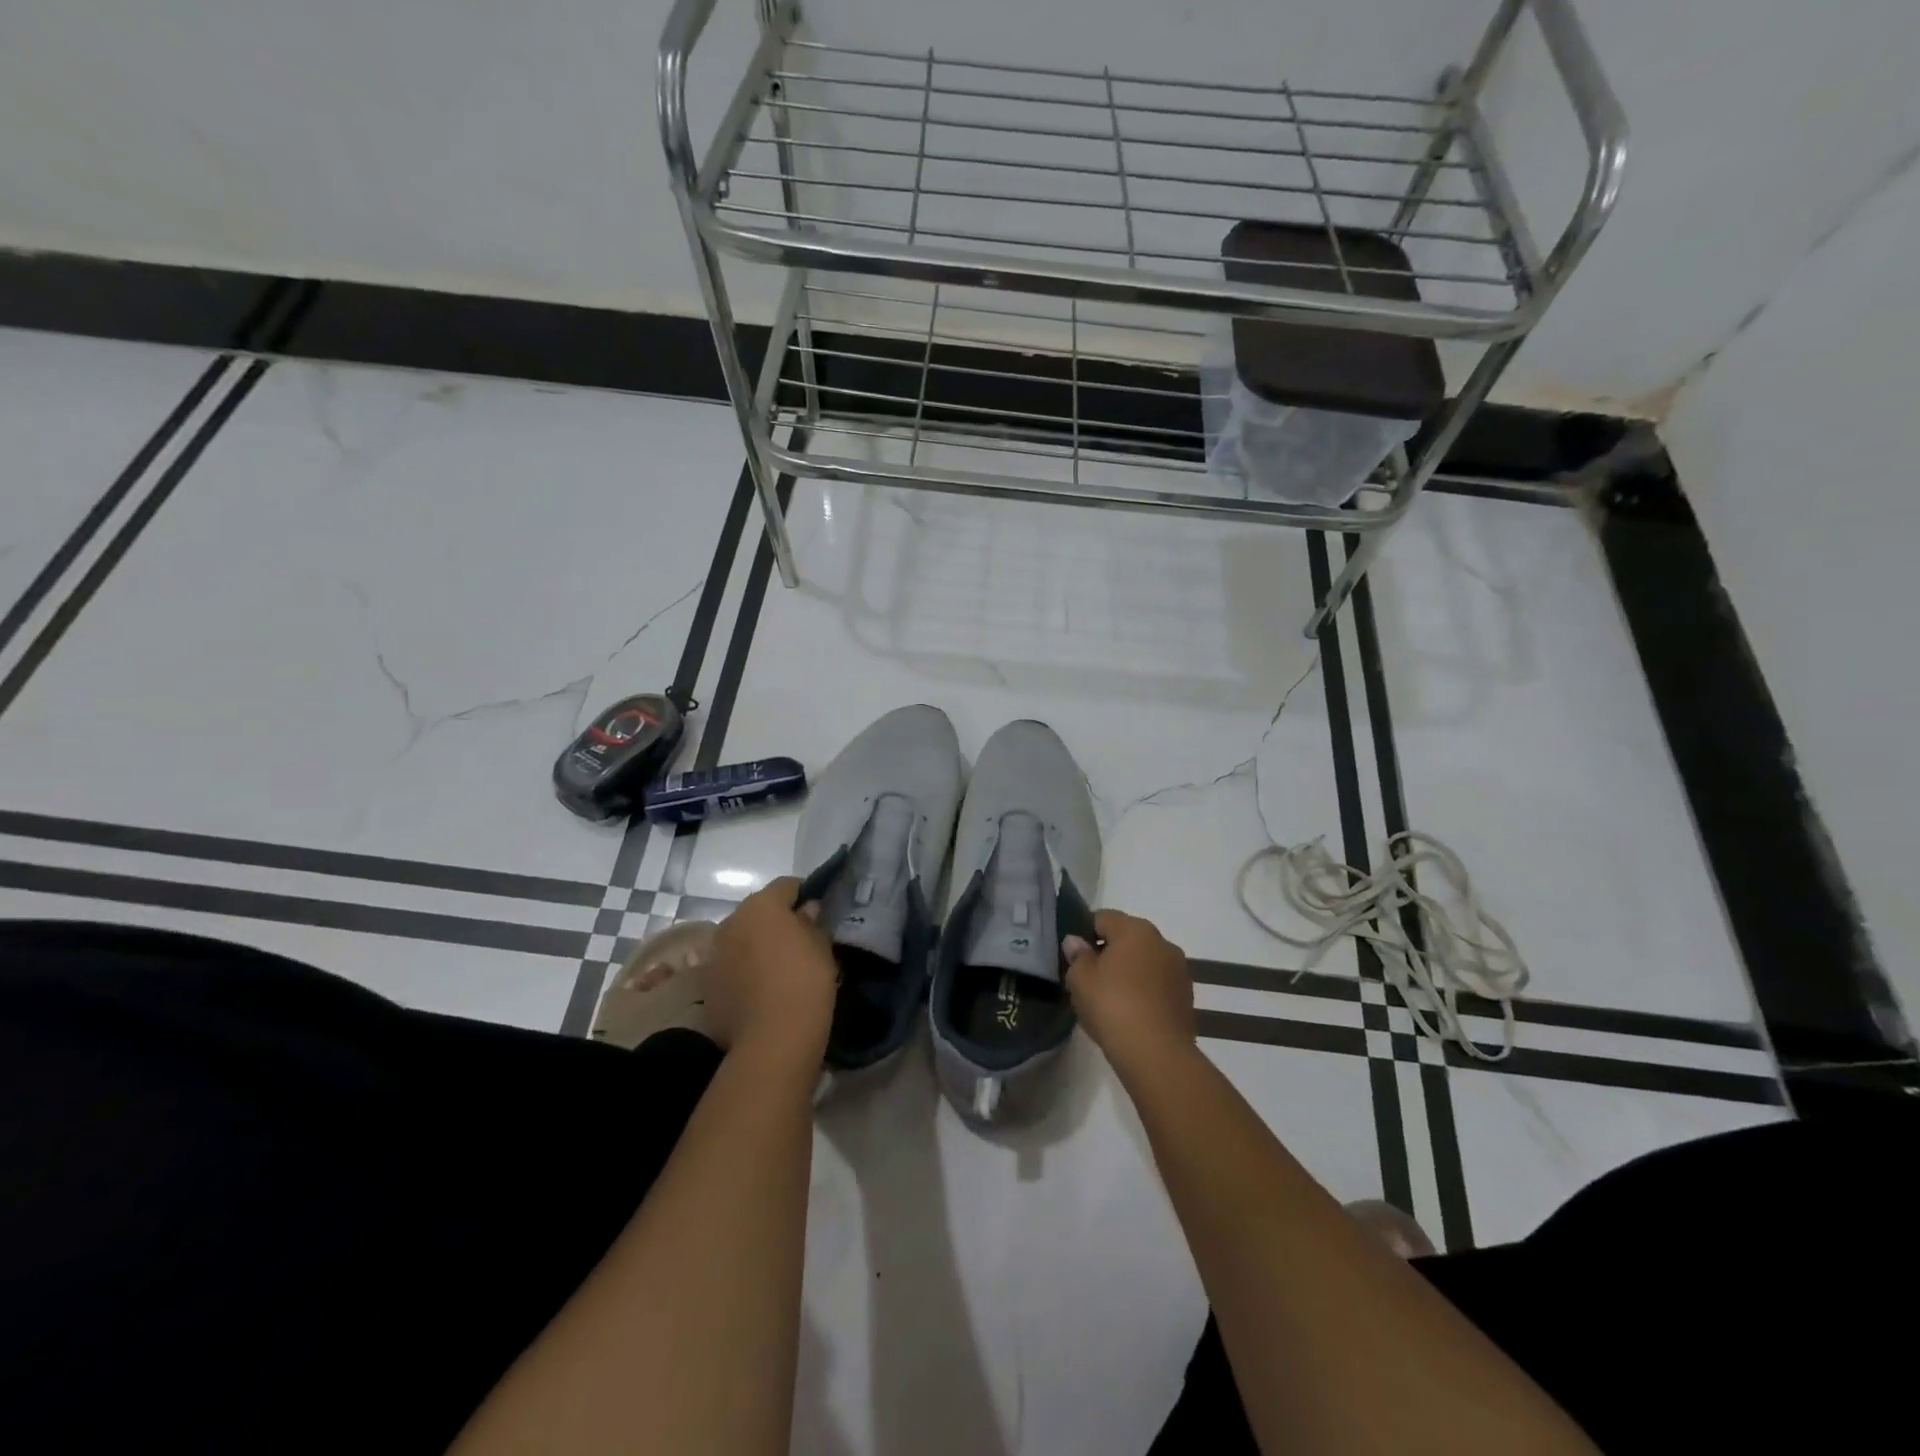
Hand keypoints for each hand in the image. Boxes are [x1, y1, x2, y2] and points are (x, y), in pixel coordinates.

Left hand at [707, 876, 837, 1059]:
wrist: (772, 1039)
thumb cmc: (805, 981)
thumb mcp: (821, 946)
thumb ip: (812, 922)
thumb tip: (806, 910)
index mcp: (761, 905)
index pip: (786, 885)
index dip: (805, 894)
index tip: (818, 911)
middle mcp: (731, 922)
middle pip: (758, 912)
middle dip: (776, 922)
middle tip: (800, 942)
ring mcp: (714, 955)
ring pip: (741, 941)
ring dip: (756, 947)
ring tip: (779, 970)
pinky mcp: (707, 987)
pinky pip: (730, 969)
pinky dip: (744, 974)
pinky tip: (762, 993)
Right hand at [1063, 910, 1195, 1074]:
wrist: (1155, 1053)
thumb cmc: (1111, 1005)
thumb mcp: (1080, 979)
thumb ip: (1077, 955)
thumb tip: (1076, 941)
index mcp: (1135, 929)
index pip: (1103, 917)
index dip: (1085, 932)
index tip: (1075, 956)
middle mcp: (1162, 942)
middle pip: (1128, 938)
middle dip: (1109, 952)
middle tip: (1090, 978)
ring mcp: (1179, 970)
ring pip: (1146, 962)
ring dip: (1130, 972)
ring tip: (1111, 999)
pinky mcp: (1187, 997)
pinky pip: (1158, 984)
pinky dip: (1145, 991)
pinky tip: (1131, 1013)